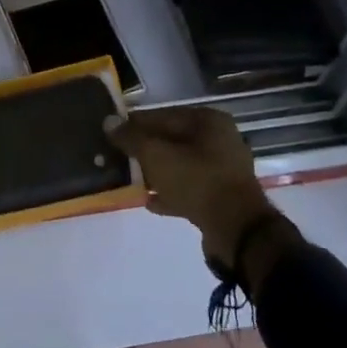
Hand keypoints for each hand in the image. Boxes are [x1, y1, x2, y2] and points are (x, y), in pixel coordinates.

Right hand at [105, 108, 296, 276]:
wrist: (238, 232)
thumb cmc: (197, 181)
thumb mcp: (156, 155)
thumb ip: (131, 137)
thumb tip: (109, 122)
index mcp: (207, 121)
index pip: (161, 115)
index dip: (134, 123)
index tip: (112, 133)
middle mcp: (219, 140)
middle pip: (171, 140)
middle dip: (145, 150)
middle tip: (119, 158)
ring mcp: (223, 170)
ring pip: (180, 165)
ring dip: (156, 173)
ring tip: (131, 180)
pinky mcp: (223, 198)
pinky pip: (190, 189)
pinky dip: (170, 193)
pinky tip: (150, 202)